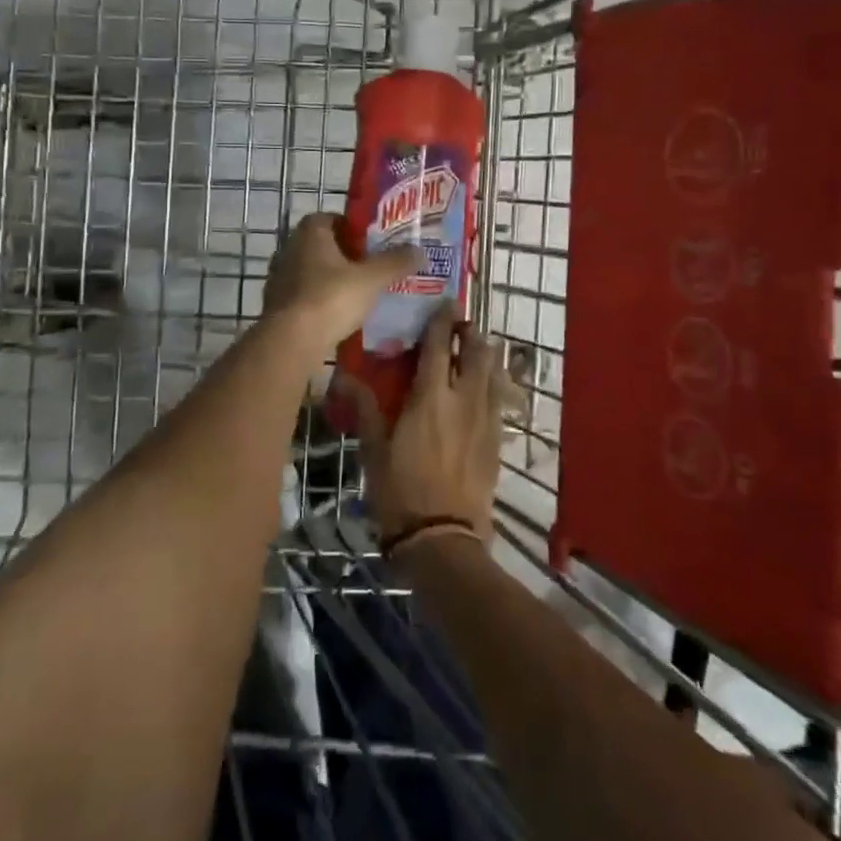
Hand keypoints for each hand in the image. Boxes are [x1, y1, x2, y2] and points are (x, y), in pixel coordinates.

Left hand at [263, 212, 420, 346]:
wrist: (291, 341)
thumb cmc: (331, 298)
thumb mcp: (372, 279)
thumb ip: (395, 262)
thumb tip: (420, 251)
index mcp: (309, 232)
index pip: (331, 218)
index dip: (352, 227)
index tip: (373, 242)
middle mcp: (289, 249)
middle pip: (322, 246)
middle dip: (345, 255)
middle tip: (372, 268)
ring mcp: (279, 278)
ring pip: (312, 272)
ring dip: (332, 280)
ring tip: (359, 294)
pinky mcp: (276, 306)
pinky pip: (304, 297)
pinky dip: (320, 302)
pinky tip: (340, 316)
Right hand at [354, 303, 504, 540]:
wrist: (443, 538)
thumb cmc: (400, 491)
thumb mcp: (373, 449)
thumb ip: (363, 407)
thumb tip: (340, 375)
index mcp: (431, 396)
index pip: (440, 346)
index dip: (443, 321)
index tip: (445, 302)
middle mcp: (464, 399)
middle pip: (476, 353)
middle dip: (470, 333)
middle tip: (460, 326)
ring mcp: (486, 420)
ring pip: (493, 373)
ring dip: (485, 355)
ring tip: (475, 350)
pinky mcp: (497, 440)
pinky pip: (499, 399)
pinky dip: (493, 383)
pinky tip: (486, 388)